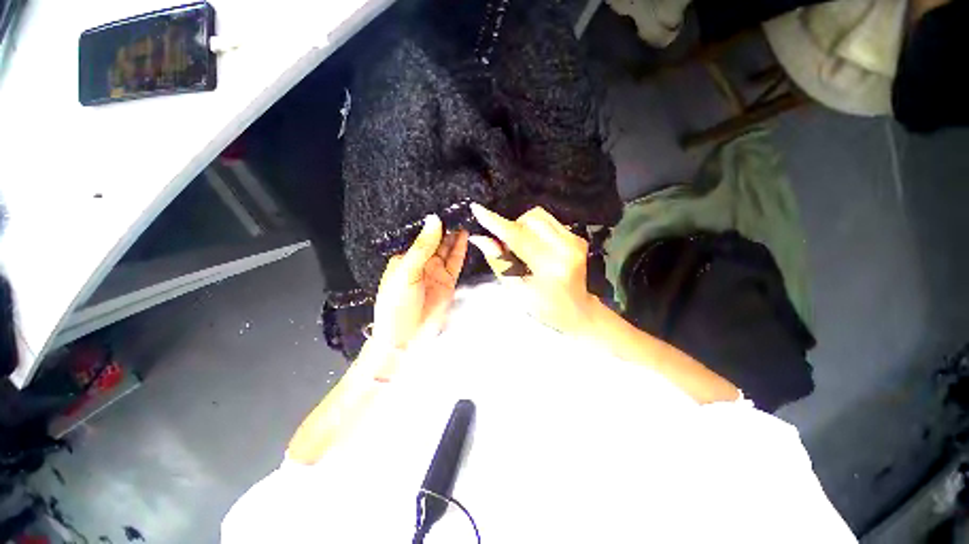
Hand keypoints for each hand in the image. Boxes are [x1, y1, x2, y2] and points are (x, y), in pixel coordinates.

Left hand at [372, 215, 468, 349]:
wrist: (406, 337)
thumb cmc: (397, 304)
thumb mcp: (407, 272)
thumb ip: (423, 247)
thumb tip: (434, 220)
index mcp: (405, 258)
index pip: (419, 235)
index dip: (430, 222)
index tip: (442, 205)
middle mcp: (421, 262)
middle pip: (435, 240)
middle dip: (445, 226)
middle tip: (457, 208)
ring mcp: (436, 271)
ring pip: (447, 249)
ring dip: (454, 235)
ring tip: (464, 217)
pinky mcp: (448, 281)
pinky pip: (455, 261)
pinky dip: (461, 249)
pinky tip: (465, 235)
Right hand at [469, 203, 597, 336]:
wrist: (576, 310)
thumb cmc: (543, 307)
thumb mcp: (516, 290)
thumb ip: (498, 262)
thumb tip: (480, 239)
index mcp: (550, 267)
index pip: (517, 237)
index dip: (496, 223)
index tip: (478, 210)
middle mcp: (566, 249)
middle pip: (530, 219)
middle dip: (512, 228)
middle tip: (508, 248)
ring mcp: (575, 240)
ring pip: (539, 216)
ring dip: (523, 227)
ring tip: (522, 249)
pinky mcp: (577, 237)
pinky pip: (548, 221)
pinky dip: (535, 229)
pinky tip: (535, 247)